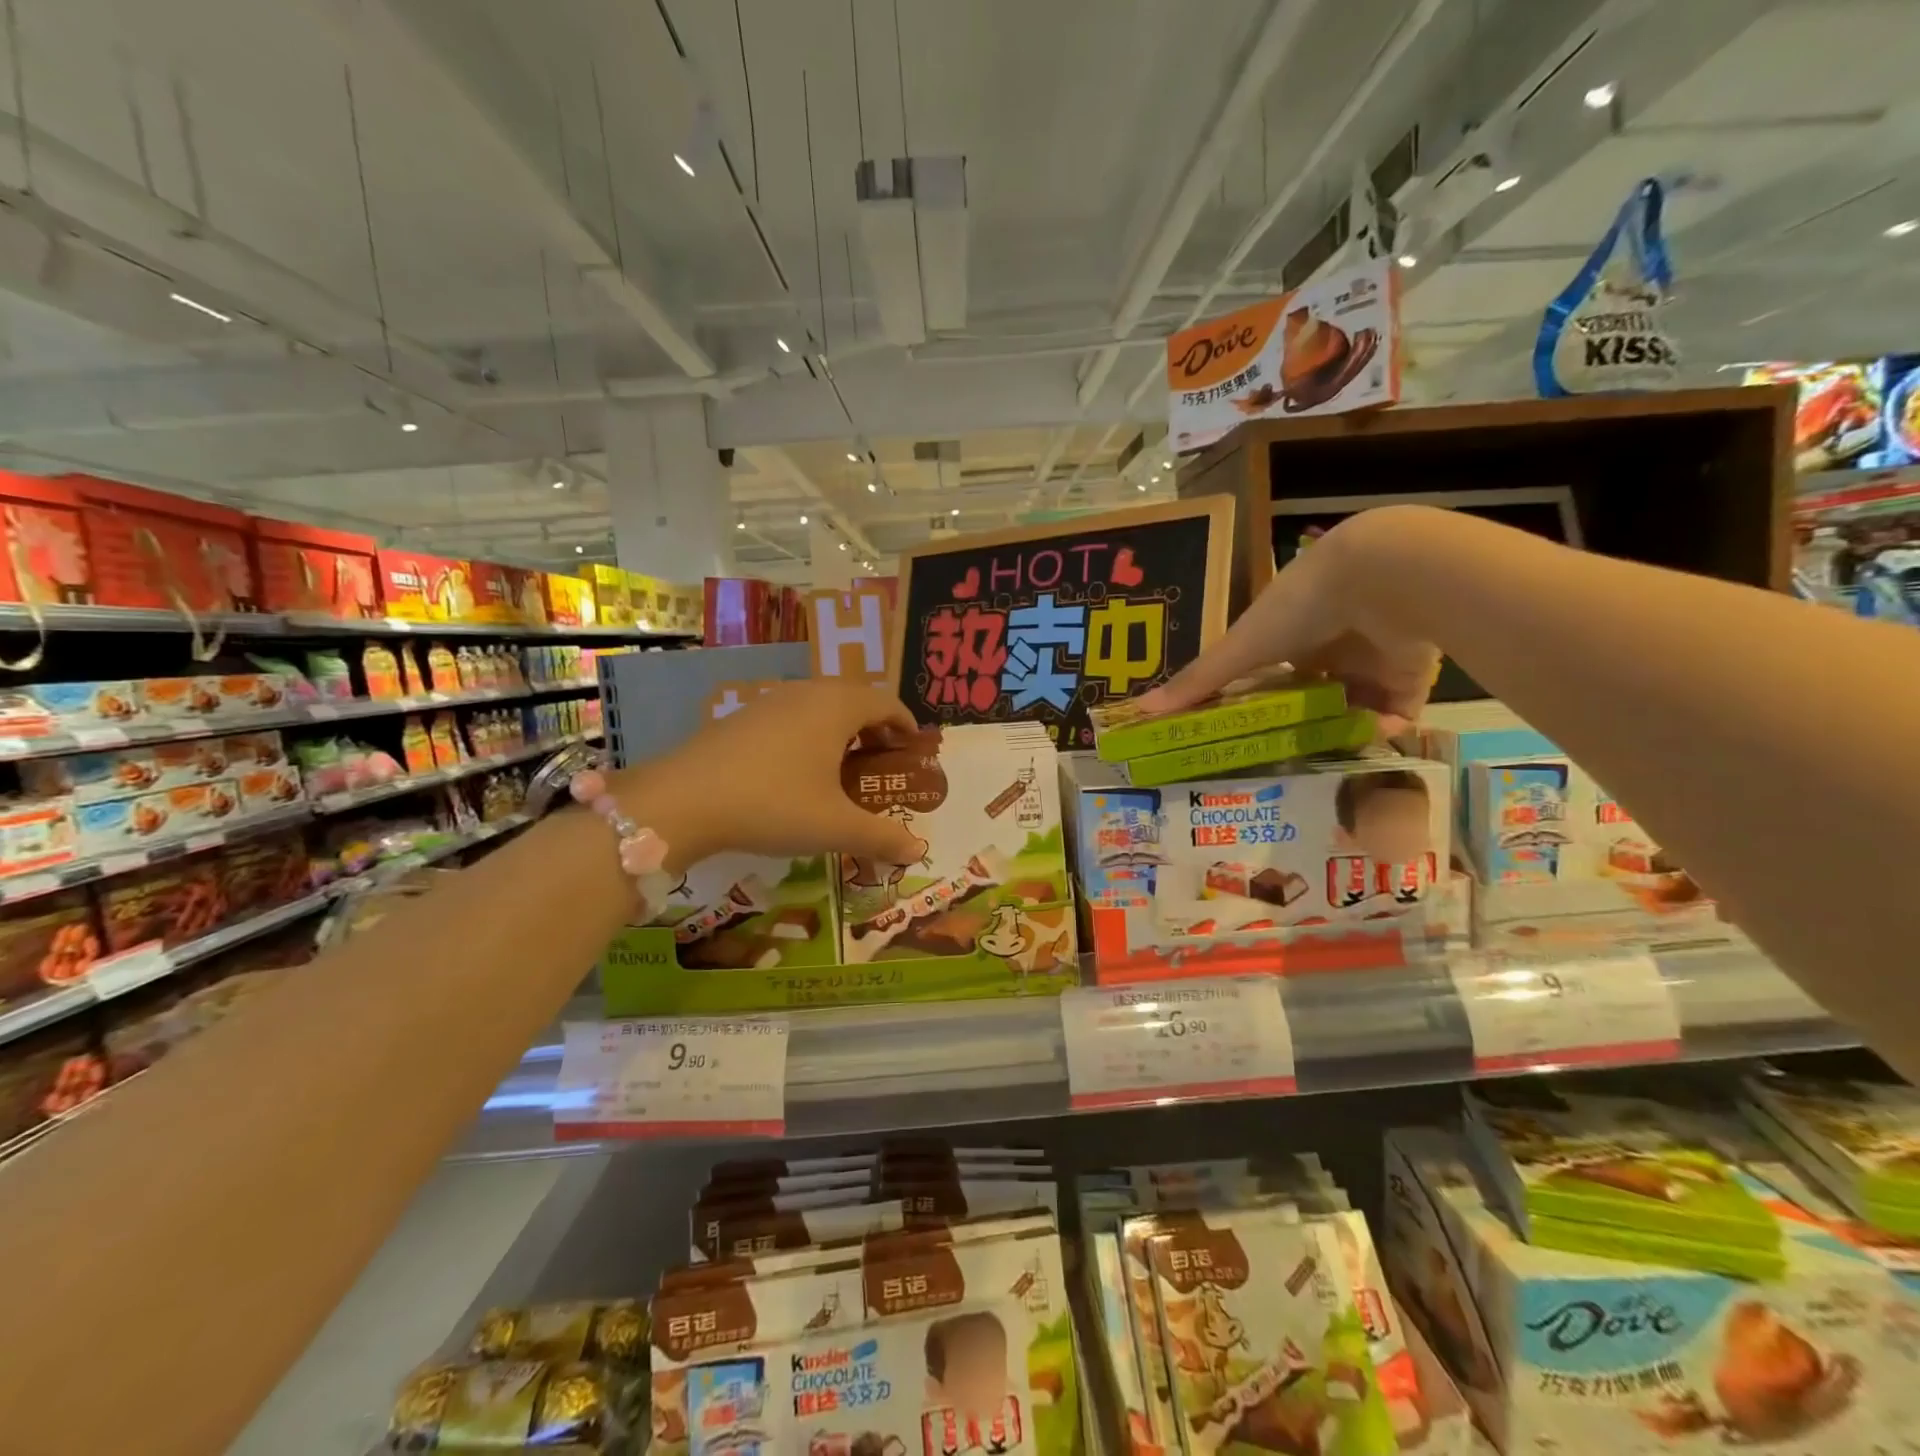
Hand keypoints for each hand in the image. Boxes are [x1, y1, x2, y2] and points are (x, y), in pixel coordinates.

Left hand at [624, 680, 925, 868]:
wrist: (682, 801)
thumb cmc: (773, 804)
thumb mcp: (834, 827)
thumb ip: (881, 836)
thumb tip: (919, 851)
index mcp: (837, 707)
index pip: (885, 702)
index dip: (904, 724)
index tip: (912, 749)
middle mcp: (806, 693)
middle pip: (853, 699)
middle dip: (874, 726)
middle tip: (881, 761)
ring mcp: (768, 701)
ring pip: (818, 705)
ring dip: (839, 729)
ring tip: (841, 766)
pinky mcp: (740, 717)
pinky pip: (789, 716)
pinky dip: (807, 734)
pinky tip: (795, 770)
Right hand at [1132, 512, 1439, 734]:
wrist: (1382, 577)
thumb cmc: (1300, 607)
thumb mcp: (1241, 648)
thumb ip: (1198, 682)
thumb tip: (1140, 710)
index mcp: (1287, 636)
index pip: (1269, 678)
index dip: (1258, 706)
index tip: (1244, 738)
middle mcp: (1328, 647)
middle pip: (1313, 697)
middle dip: (1302, 727)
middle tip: (1288, 761)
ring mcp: (1371, 661)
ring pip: (1353, 709)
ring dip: (1341, 733)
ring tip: (1327, 759)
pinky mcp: (1410, 674)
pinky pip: (1396, 712)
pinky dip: (1382, 729)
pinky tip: (1367, 738)